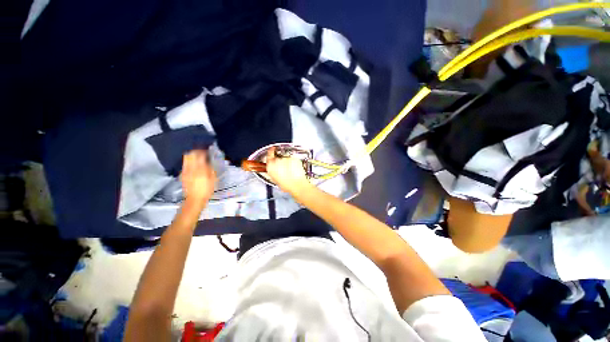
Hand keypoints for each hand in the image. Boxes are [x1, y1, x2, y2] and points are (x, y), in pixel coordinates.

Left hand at [181, 150, 215, 206]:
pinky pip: (185, 164)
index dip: (204, 151)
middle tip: (202, 152)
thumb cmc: (207, 189)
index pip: (200, 155)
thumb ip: (211, 169)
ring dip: (192, 155)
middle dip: (196, 151)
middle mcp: (191, 168)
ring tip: (197, 156)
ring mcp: (185, 171)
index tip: (208, 151)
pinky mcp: (183, 174)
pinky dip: (189, 161)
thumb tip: (209, 162)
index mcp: (200, 168)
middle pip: (191, 154)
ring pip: (186, 158)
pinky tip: (194, 164)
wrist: (195, 199)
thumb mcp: (213, 179)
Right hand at [265, 148, 311, 195]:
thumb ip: (273, 171)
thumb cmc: (287, 185)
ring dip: (288, 162)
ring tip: (291, 171)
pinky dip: (294, 162)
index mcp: (271, 166)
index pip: (269, 154)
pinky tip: (295, 169)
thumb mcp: (275, 179)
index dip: (271, 152)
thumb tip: (274, 169)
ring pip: (286, 158)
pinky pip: (293, 159)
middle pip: (278, 157)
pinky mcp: (294, 158)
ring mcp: (286, 158)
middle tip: (285, 169)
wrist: (297, 185)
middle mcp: (277, 160)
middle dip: (281, 161)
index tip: (273, 151)